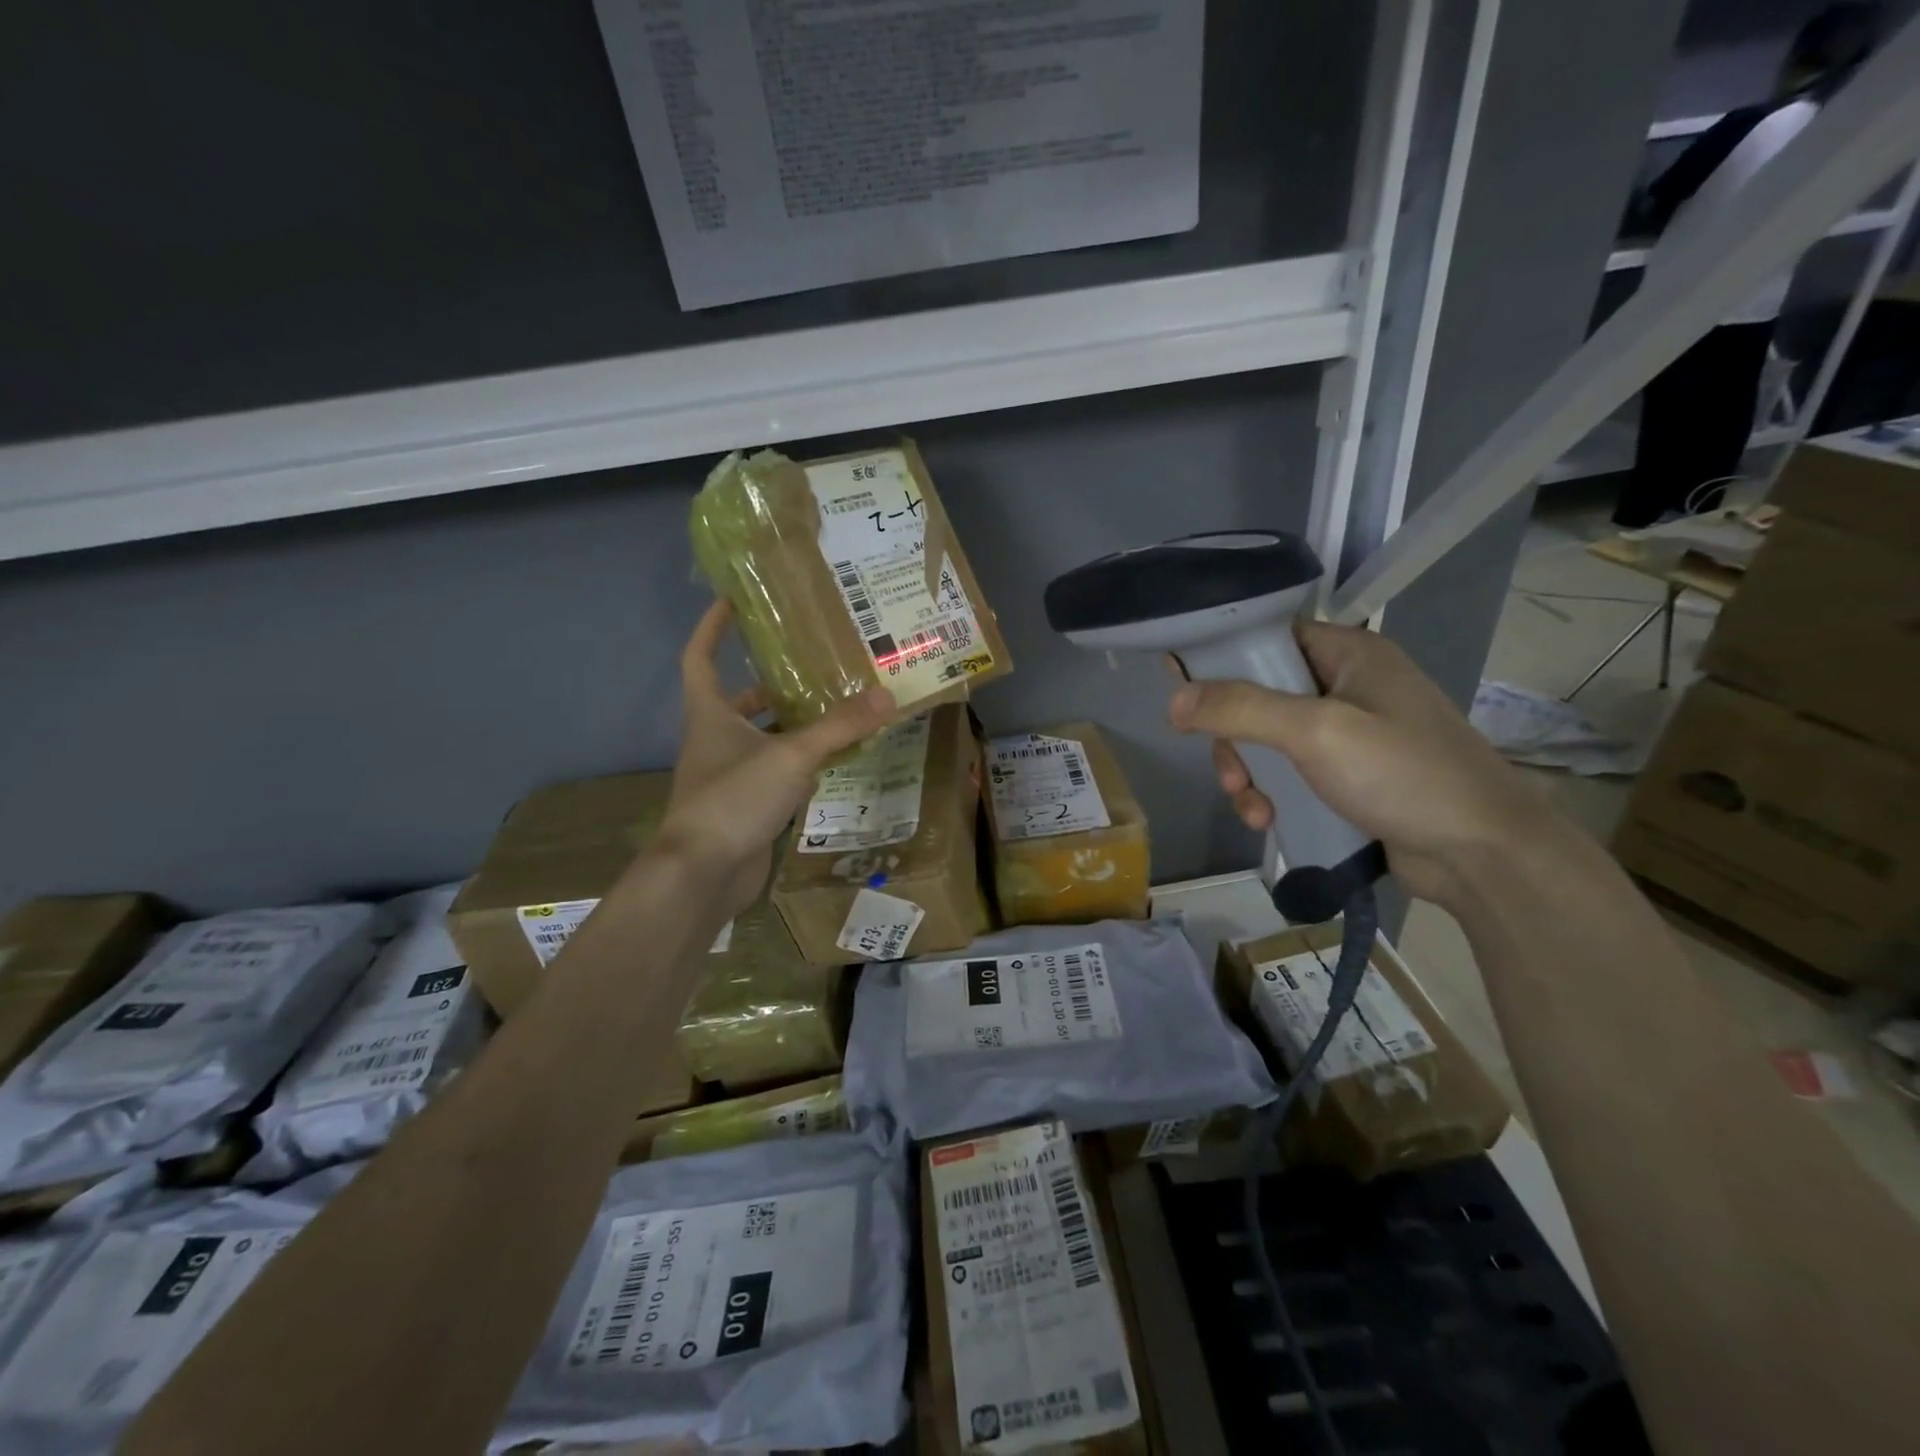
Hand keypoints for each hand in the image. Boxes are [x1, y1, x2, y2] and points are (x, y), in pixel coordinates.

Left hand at [654, 600, 894, 915]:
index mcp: (711, 715)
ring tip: (834, 708)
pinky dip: (799, 764)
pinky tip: (832, 761)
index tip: (732, 602)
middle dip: (770, 682)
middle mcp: (715, 740)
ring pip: (761, 739)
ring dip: (791, 725)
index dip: (711, 628)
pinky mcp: (745, 807)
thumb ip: (839, 727)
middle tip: (812, 664)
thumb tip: (887, 696)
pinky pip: (775, 773)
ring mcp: (728, 776)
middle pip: (738, 701)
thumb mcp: (792, 756)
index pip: (700, 658)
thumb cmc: (734, 799)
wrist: (703, 874)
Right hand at [1168, 621, 1565, 908]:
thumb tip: (1174, 700)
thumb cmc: (1403, 774)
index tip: (1182, 686)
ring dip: (1249, 773)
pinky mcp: (1349, 776)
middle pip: (1259, 694)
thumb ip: (1241, 709)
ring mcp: (1350, 734)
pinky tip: (1269, 820)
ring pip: (1268, 740)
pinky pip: (1290, 772)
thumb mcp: (1316, 732)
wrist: (1482, 854)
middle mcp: (1348, 686)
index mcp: (1350, 654)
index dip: (1222, 656)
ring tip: (1253, 807)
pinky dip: (1271, 793)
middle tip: (1231, 772)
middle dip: (1234, 737)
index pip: (1269, 636)